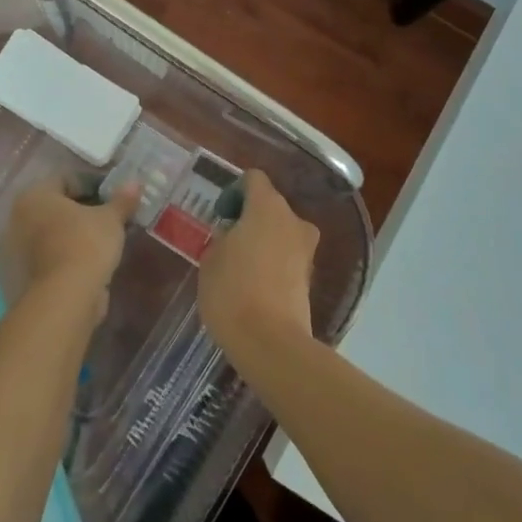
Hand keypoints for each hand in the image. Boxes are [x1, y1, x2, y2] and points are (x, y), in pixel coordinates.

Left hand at [0, 177, 139, 322]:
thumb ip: (121, 200)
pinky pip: (51, 254)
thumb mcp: (110, 219)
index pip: (66, 180)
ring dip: (76, 233)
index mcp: (35, 196)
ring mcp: (18, 248)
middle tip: (110, 217)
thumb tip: (135, 183)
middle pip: (58, 207)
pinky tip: (91, 259)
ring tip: (104, 239)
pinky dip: (69, 253)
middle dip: (84, 210)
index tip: (114, 197)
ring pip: (54, 232)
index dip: (93, 185)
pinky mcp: (24, 275)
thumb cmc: (85, 244)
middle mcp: (19, 218)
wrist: (66, 298)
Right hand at [198, 169, 319, 357]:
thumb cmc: (232, 291)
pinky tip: (254, 286)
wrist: (270, 342)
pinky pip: (287, 257)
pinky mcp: (310, 277)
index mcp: (267, 206)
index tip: (221, 215)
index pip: (253, 179)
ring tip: (239, 267)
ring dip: (263, 241)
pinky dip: (272, 263)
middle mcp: (293, 220)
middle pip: (270, 205)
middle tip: (226, 241)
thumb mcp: (211, 259)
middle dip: (249, 218)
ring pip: (281, 232)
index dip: (235, 191)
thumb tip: (232, 236)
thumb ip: (222, 238)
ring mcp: (306, 249)